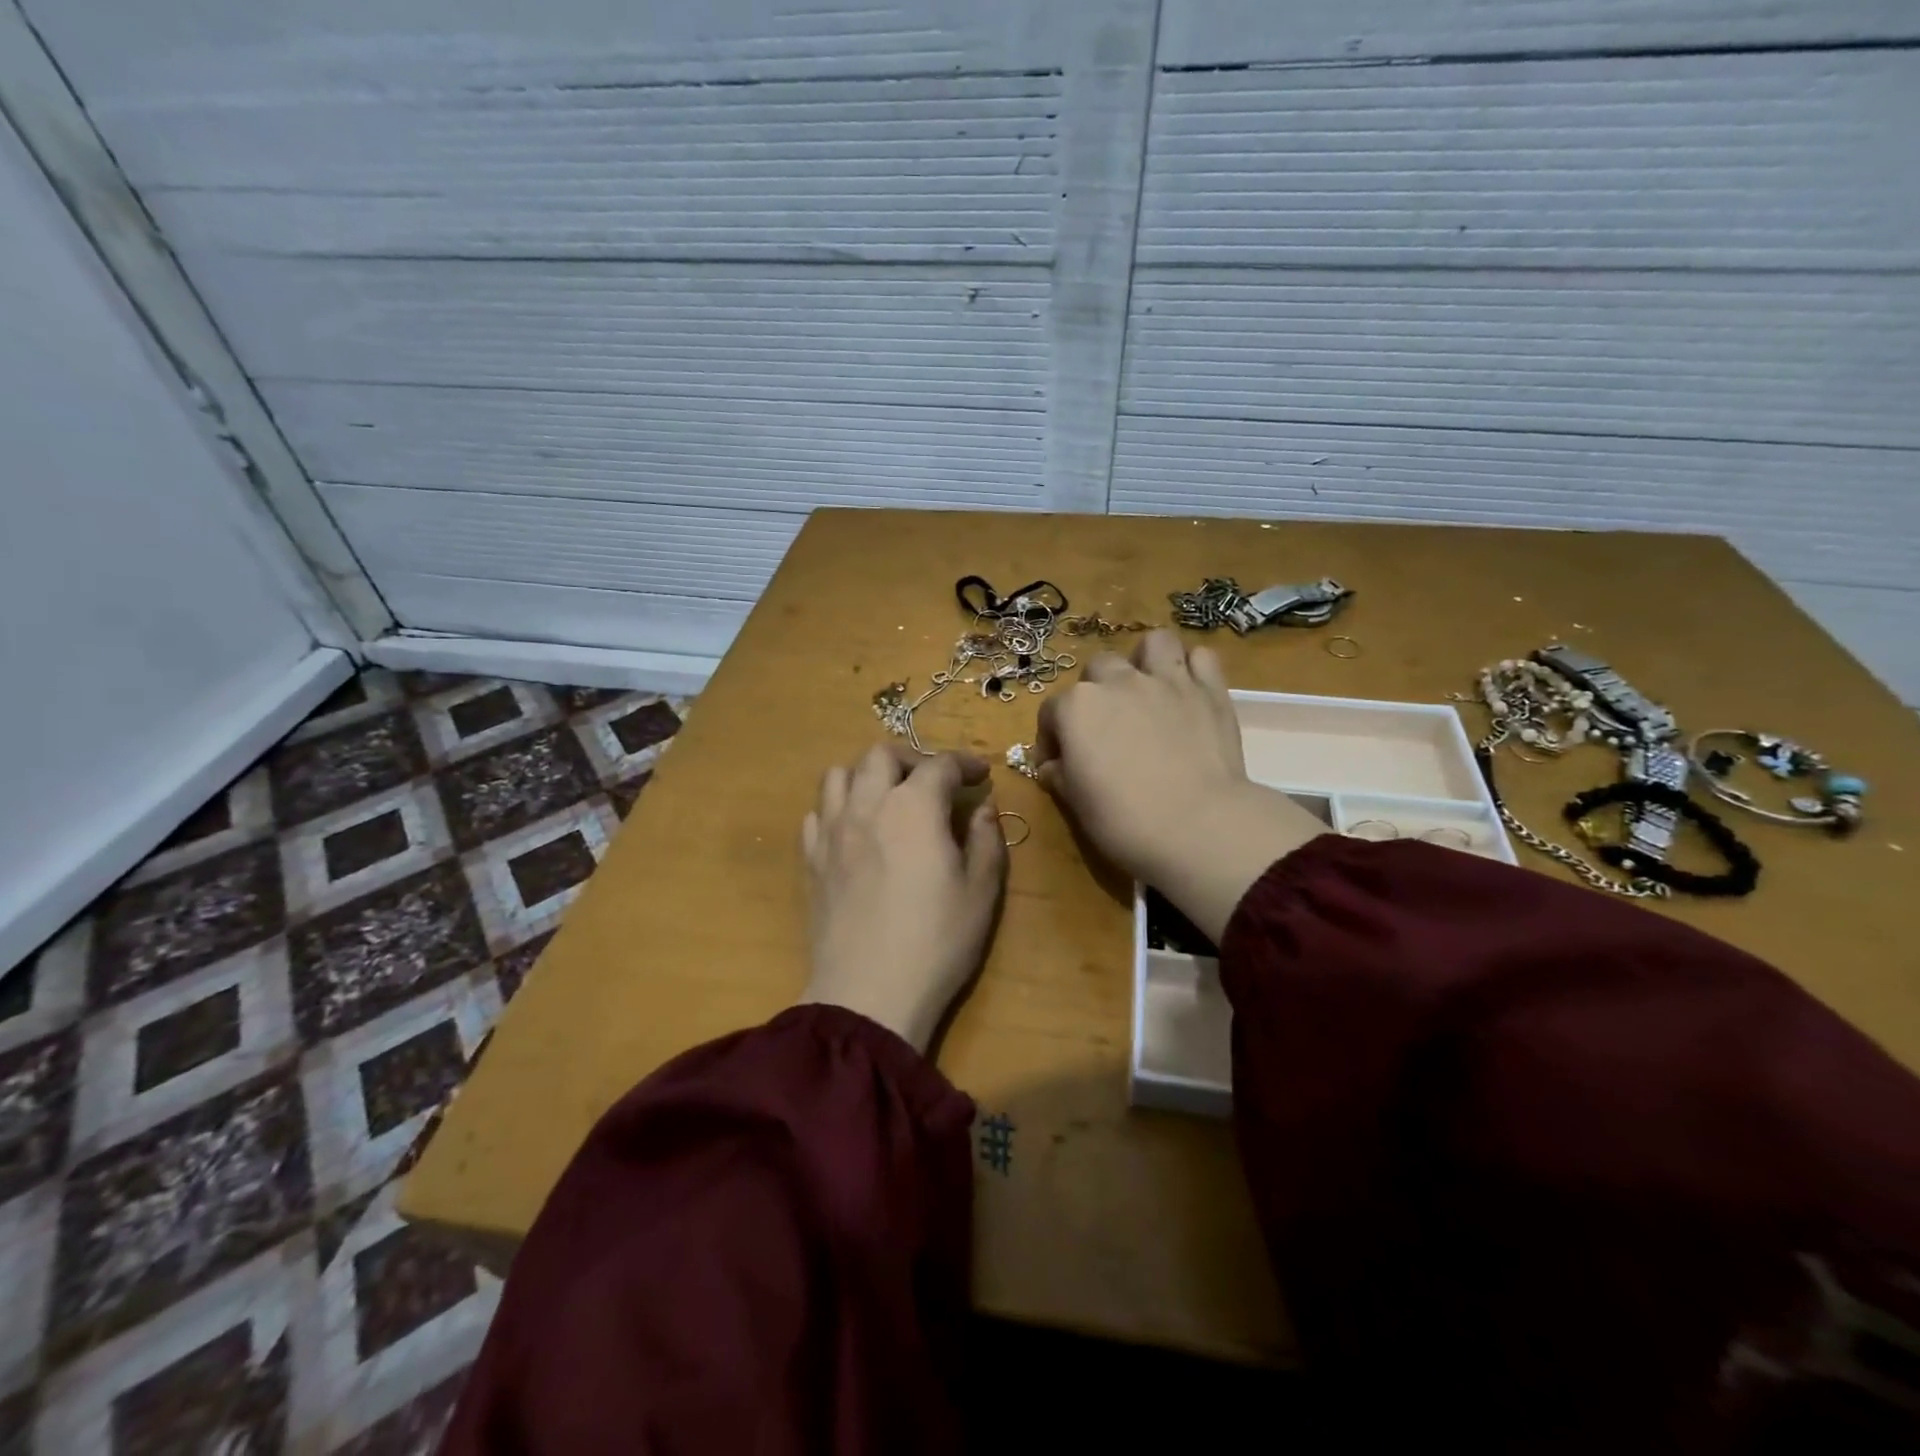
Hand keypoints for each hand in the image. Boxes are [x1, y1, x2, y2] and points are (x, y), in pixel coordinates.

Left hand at [799, 744, 1007, 1053]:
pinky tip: (854, 831)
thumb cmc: (937, 941)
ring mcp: (831, 831)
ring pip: (838, 775)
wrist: (868, 993)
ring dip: (867, 775)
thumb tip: (982, 808)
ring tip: (887, 798)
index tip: (981, 776)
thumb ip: (985, 839)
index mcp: (914, 807)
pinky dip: (838, 808)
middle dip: (912, 759)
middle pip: (881, 755)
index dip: (965, 764)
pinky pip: (817, 814)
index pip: (940, 765)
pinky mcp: (810, 860)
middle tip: (934, 783)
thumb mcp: (981, 890)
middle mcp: (867, 805)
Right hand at [1036, 630, 1324, 941]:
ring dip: (1147, 660)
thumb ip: (1059, 776)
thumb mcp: (1076, 804)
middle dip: (1097, 692)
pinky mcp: (1210, 689)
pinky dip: (1193, 669)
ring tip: (1149, 689)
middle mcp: (1118, 682)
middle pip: (1098, 669)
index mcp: (1076, 708)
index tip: (1059, 763)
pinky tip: (1189, 692)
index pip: (1051, 712)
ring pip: (1154, 644)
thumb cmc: (1123, 820)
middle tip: (1107, 727)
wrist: (1197, 825)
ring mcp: (1167, 680)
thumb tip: (1051, 767)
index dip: (1052, 738)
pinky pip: (1202, 658)